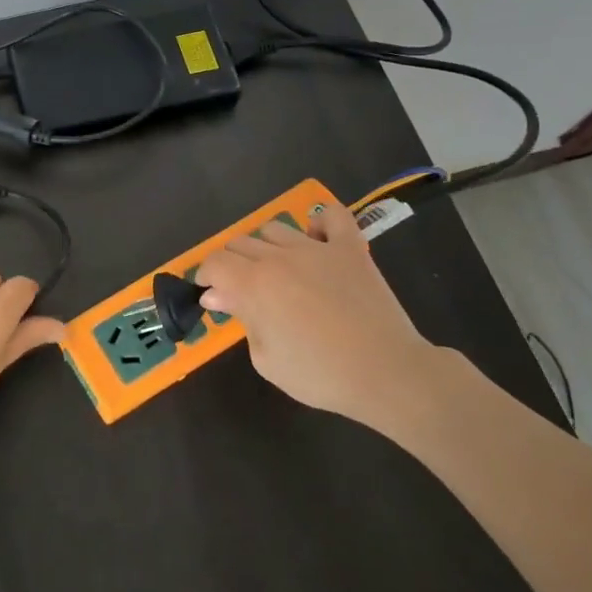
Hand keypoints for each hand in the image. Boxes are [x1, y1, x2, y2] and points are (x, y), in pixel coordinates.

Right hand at [195, 203, 439, 423]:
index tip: (210, 292)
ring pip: (275, 228)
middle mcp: (280, 257)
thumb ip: (240, 318)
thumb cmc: (320, 375)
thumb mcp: (266, 358)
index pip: (215, 262)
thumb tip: (216, 294)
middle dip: (232, 264)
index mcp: (255, 284)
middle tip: (241, 290)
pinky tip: (316, 241)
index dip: (206, 275)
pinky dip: (318, 223)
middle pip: (241, 242)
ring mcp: (318, 248)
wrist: (386, 373)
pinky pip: (331, 216)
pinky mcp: (351, 248)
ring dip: (266, 247)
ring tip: (277, 270)